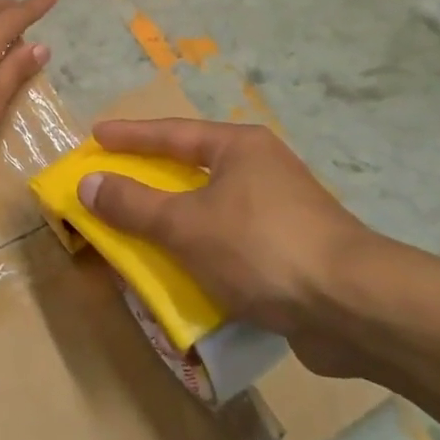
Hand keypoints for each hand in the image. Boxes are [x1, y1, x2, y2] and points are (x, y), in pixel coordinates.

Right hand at [78, 118, 416, 379]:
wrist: (352, 306)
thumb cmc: (261, 248)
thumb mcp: (186, 225)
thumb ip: (133, 205)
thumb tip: (88, 183)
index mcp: (239, 148)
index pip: (172, 134)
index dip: (130, 136)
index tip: (97, 135)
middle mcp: (262, 169)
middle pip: (193, 167)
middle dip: (152, 177)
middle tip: (114, 179)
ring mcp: (280, 210)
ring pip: (212, 207)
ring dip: (175, 218)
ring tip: (140, 226)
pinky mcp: (291, 251)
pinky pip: (230, 241)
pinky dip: (201, 250)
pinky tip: (183, 270)